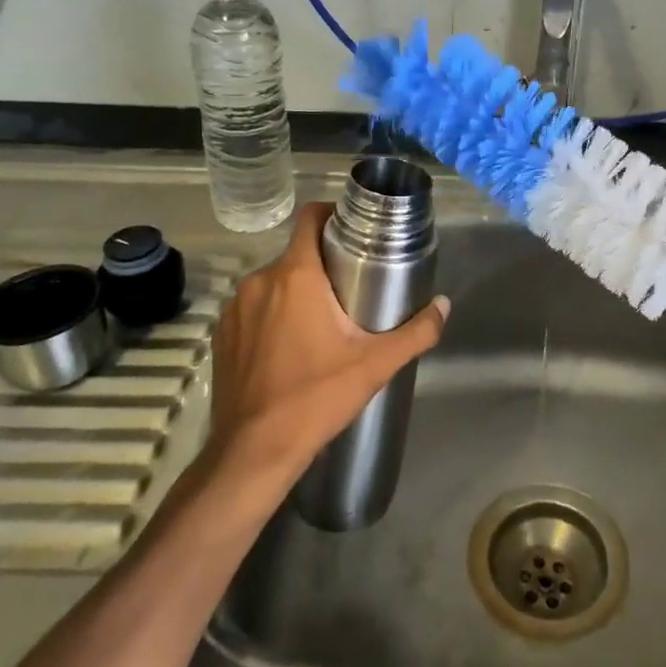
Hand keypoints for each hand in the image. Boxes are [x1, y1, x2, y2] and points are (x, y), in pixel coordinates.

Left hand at [207, 203, 448, 478]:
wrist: (252, 453)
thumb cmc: (315, 398)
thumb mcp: (375, 365)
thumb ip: (416, 332)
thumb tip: (444, 305)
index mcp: (295, 276)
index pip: (310, 217)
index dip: (332, 214)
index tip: (354, 229)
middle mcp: (259, 281)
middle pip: (297, 253)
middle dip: (323, 263)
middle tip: (352, 286)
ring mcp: (234, 309)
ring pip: (274, 282)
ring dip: (296, 291)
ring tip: (323, 319)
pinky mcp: (221, 335)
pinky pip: (253, 309)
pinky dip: (271, 315)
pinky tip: (289, 346)